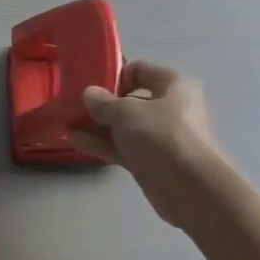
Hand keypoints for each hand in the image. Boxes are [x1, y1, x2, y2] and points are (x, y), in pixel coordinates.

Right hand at [69, 60, 223, 229]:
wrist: (192, 189)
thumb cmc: (162, 136)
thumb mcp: (126, 112)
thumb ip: (103, 102)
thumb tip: (90, 94)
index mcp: (173, 85)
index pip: (139, 70)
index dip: (113, 76)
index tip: (90, 88)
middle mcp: (171, 107)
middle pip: (130, 100)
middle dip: (101, 105)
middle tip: (73, 108)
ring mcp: (162, 137)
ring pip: (125, 127)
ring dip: (98, 126)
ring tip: (67, 125)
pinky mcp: (153, 161)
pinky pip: (124, 147)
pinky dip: (103, 144)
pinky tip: (76, 141)